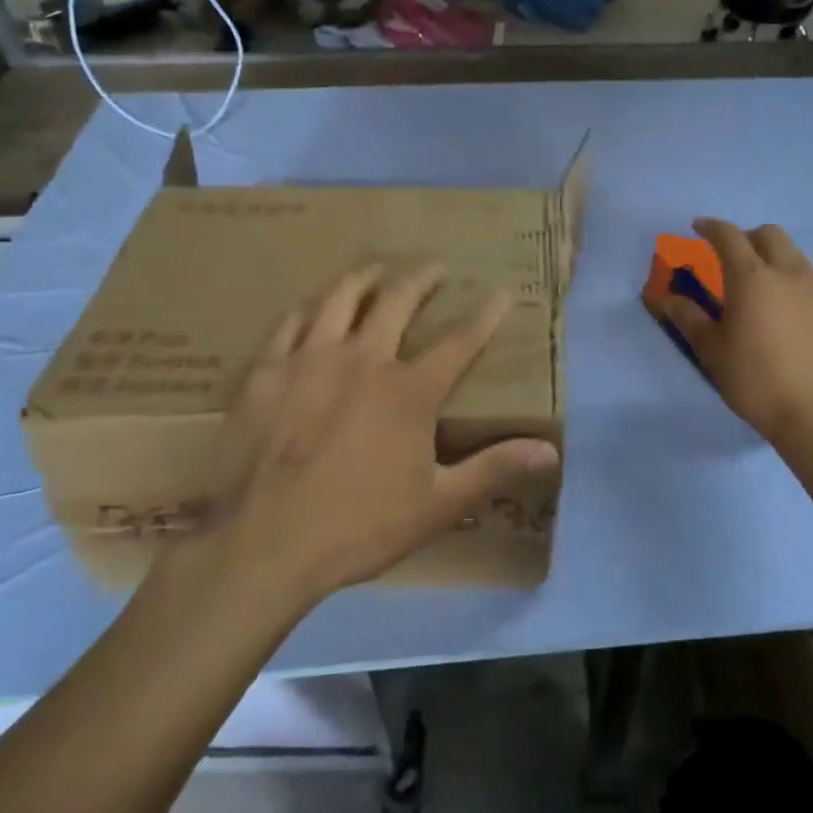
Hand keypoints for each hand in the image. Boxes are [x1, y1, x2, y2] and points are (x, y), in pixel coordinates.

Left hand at [174, 262, 558, 603]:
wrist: (262, 546)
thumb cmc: (358, 526)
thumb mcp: (438, 506)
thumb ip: (493, 469)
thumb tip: (550, 451)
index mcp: (408, 391)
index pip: (459, 341)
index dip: (484, 315)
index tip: (499, 292)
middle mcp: (363, 359)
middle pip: (397, 301)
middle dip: (421, 277)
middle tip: (434, 266)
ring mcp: (309, 360)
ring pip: (340, 298)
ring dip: (365, 276)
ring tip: (377, 267)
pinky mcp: (265, 372)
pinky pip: (289, 323)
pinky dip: (309, 308)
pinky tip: (313, 307)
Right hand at [660, 218, 812, 449]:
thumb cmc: (754, 379)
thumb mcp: (712, 350)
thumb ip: (688, 317)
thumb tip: (662, 297)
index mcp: (752, 278)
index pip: (729, 236)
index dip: (711, 227)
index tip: (697, 228)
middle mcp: (787, 273)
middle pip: (769, 234)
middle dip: (746, 236)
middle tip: (729, 256)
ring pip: (793, 254)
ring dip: (770, 255)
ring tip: (756, 284)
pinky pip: (807, 279)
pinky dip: (788, 279)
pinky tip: (780, 310)